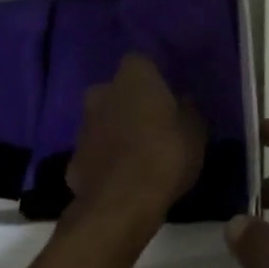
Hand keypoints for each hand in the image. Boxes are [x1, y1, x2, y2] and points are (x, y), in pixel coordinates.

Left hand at [64, 53, 205, 229]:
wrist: (120, 205)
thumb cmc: (165, 154)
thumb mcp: (195, 131)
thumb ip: (188, 110)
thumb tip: (183, 100)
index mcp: (133, 76)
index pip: (141, 63)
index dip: (154, 79)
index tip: (168, 97)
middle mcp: (102, 92)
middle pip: (117, 91)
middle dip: (130, 104)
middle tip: (152, 125)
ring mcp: (83, 127)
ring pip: (103, 121)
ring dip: (116, 132)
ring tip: (138, 156)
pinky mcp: (73, 160)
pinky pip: (95, 153)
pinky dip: (105, 161)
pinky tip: (121, 180)